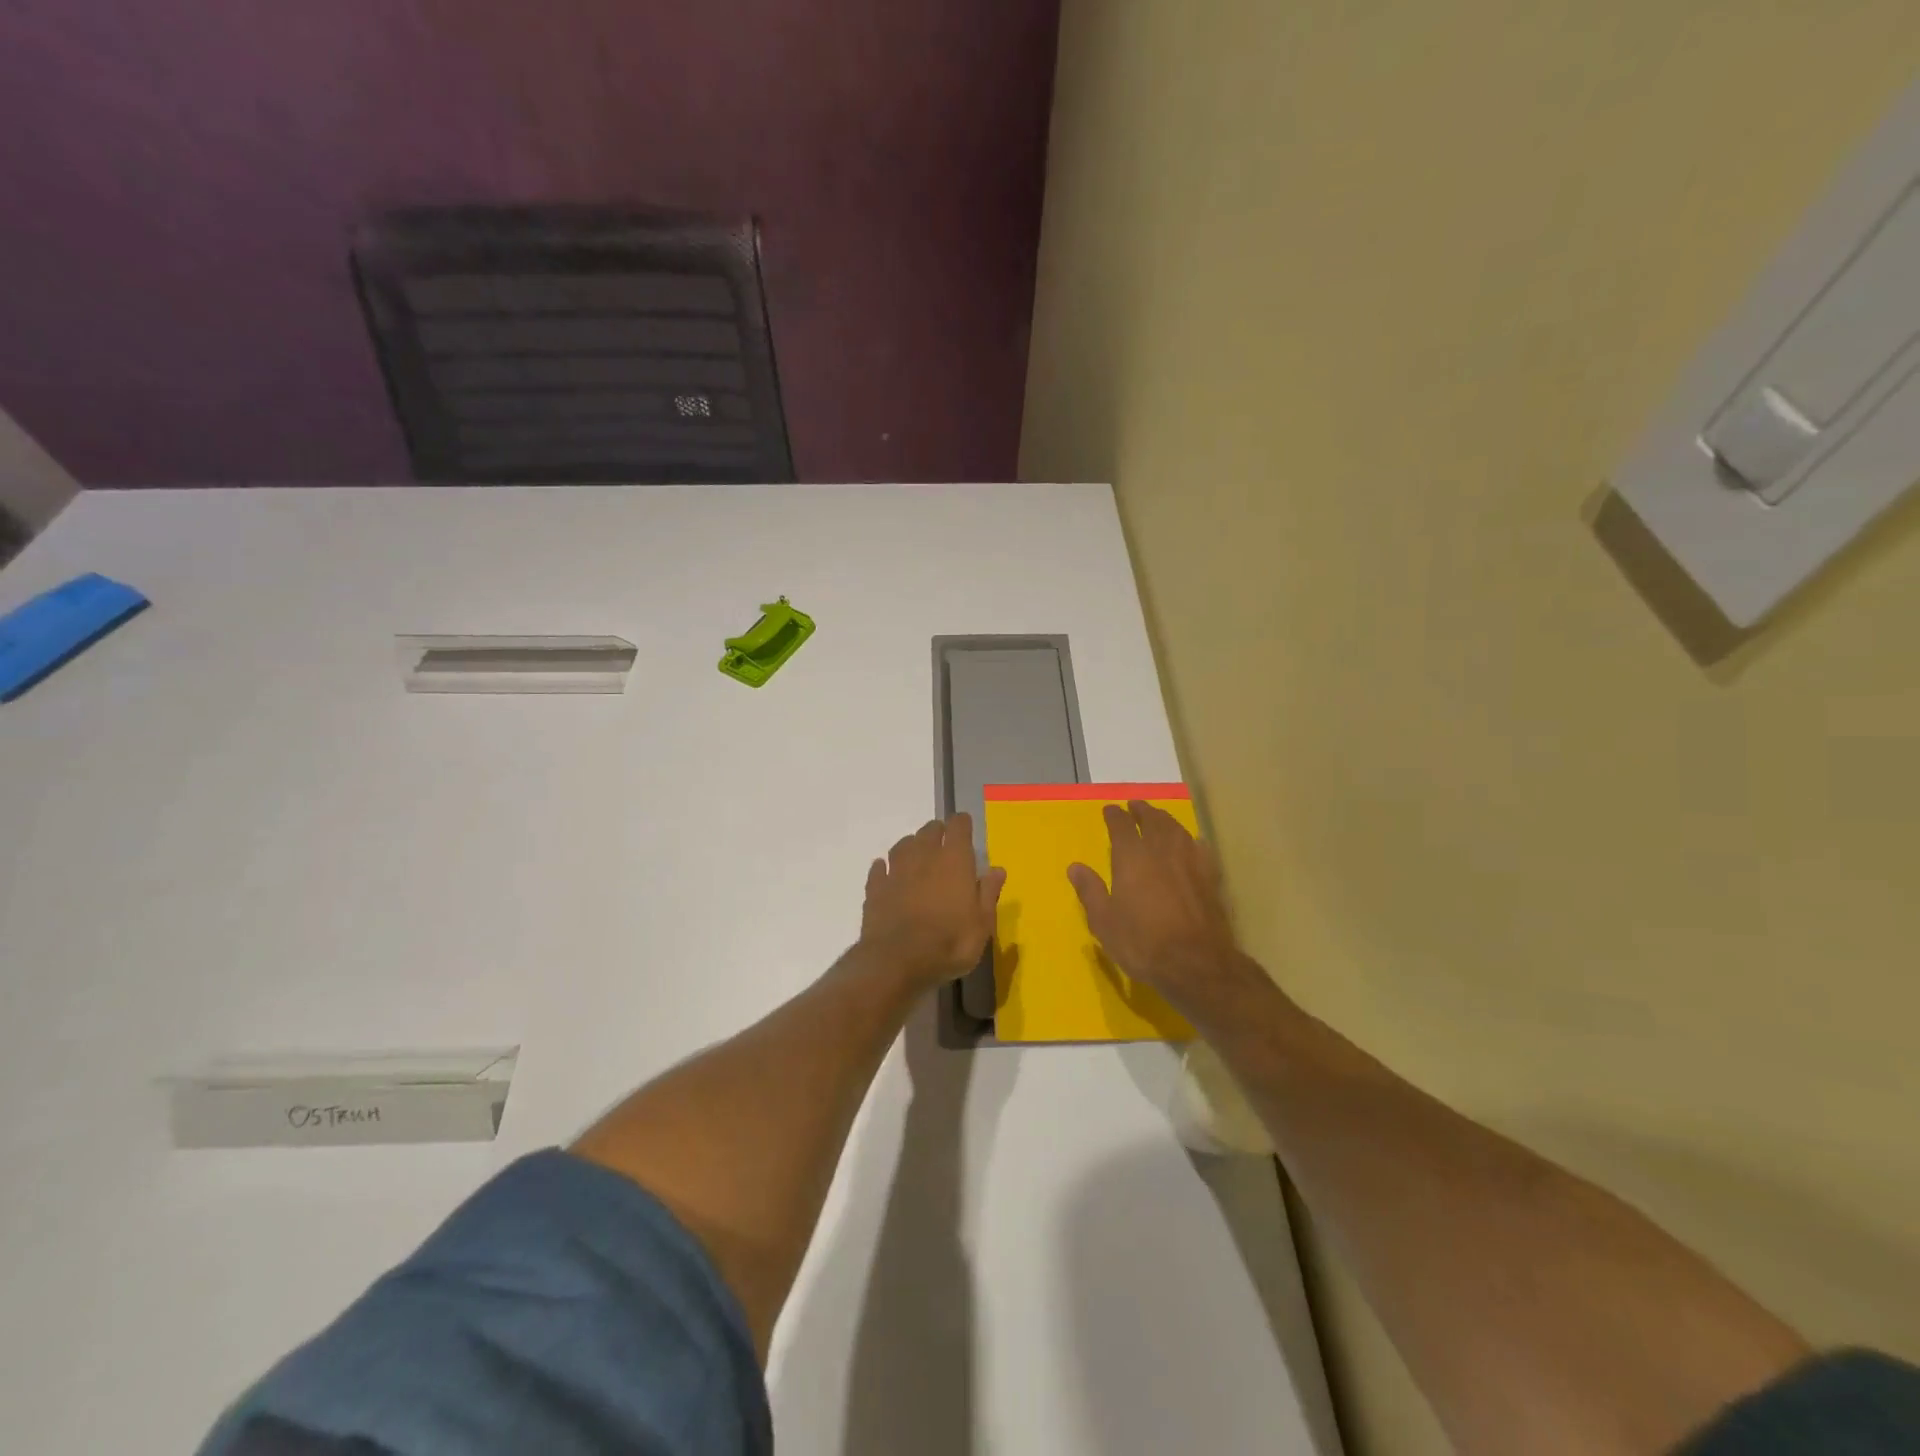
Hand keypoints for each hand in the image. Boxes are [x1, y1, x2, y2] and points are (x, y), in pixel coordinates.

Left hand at [860, 814, 1005, 988]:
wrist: (897, 961)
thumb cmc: (949, 943)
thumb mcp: (982, 925)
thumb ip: (988, 893)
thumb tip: (997, 869)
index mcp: (954, 861)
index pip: (958, 826)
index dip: (962, 824)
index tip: (965, 829)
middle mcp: (924, 856)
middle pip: (929, 830)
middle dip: (938, 833)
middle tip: (944, 846)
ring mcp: (896, 870)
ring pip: (903, 844)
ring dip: (912, 846)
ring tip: (918, 857)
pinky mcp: (875, 887)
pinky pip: (879, 868)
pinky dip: (885, 868)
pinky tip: (887, 873)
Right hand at [1069, 801, 1249, 1010]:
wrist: (1196, 963)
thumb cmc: (1142, 942)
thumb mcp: (1104, 921)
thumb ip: (1090, 891)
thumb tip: (1075, 867)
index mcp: (1131, 857)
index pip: (1121, 825)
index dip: (1114, 815)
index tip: (1110, 810)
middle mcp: (1161, 850)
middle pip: (1152, 820)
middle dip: (1142, 810)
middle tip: (1136, 805)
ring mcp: (1189, 861)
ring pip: (1176, 829)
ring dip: (1165, 820)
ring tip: (1159, 818)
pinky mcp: (1210, 876)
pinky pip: (1198, 847)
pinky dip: (1190, 839)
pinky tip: (1190, 842)